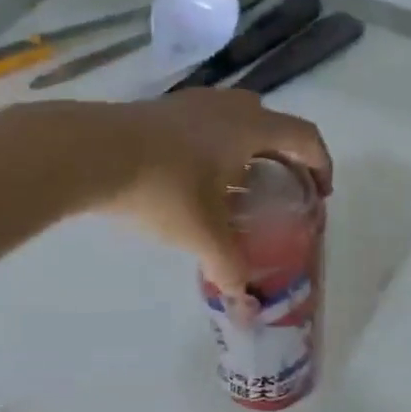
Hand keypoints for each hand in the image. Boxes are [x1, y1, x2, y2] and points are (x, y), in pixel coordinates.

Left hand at [90, 89, 331, 295]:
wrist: (89, 152)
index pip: (305, 138)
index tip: (321, 193)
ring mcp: (194, 103)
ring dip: (250, 149)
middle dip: (287, 157)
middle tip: (283, 190)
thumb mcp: (201, 232)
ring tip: (241, 186)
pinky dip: (219, 147)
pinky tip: (200, 178)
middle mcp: (229, 107)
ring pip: (239, 121)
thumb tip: (247, 309)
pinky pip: (209, 123)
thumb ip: (230, 268)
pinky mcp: (165, 109)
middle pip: (275, 124)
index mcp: (251, 128)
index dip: (321, 164)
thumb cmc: (161, 187)